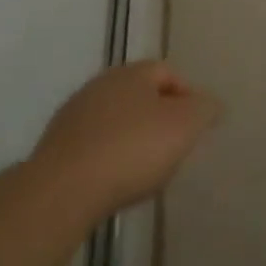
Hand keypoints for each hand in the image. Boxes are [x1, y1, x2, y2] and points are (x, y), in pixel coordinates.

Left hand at [31, 61, 221, 214]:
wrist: (62, 192)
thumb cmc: (133, 149)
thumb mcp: (185, 125)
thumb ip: (205, 109)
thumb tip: (210, 104)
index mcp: (132, 73)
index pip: (169, 73)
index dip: (188, 97)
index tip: (196, 127)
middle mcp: (100, 84)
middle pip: (140, 95)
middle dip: (159, 117)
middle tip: (173, 146)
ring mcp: (73, 115)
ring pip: (115, 120)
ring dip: (132, 137)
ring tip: (144, 169)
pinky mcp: (54, 147)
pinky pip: (93, 145)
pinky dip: (108, 157)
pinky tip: (114, 180)